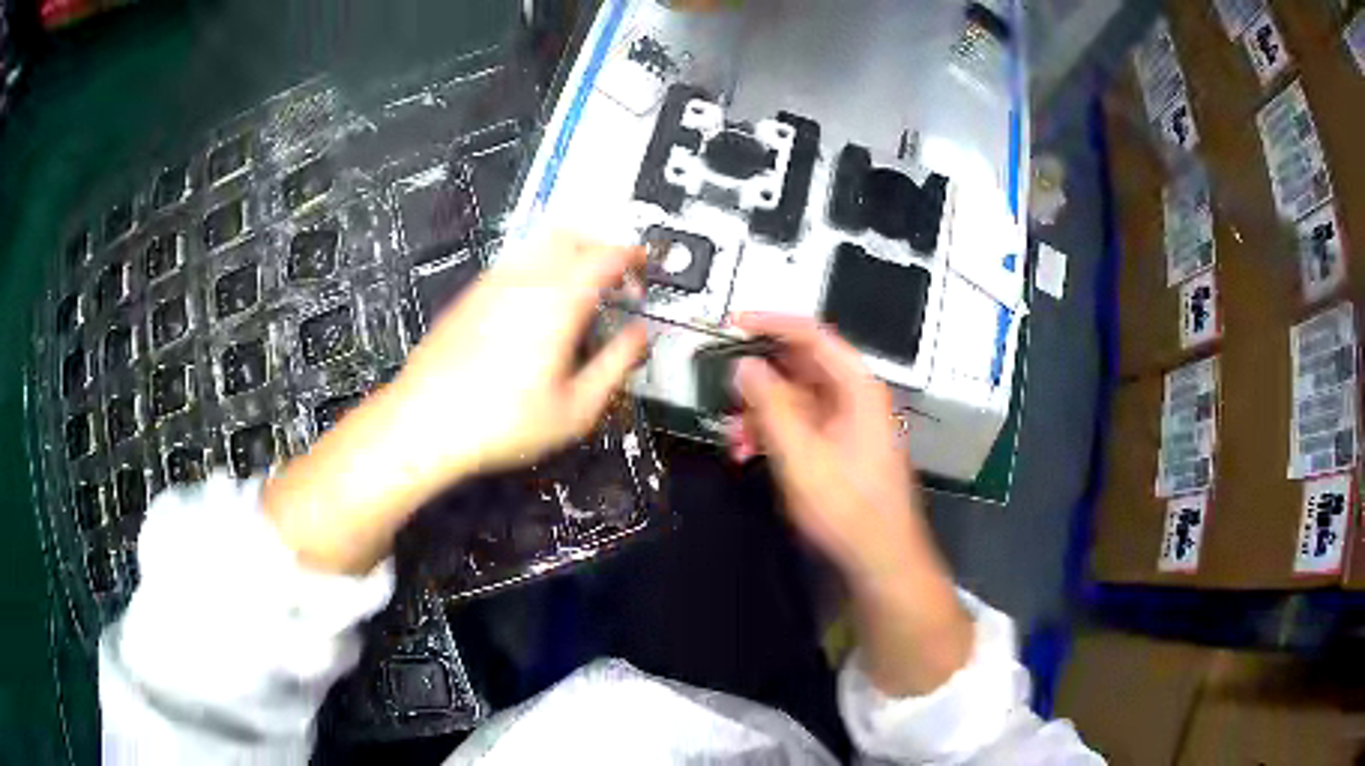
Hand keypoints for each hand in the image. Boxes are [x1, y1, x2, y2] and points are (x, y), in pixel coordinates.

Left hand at [263, 235, 646, 574]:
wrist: (424, 421)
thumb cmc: (500, 422)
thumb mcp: (575, 409)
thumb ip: (615, 366)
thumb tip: (639, 338)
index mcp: (558, 299)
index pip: (607, 254)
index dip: (633, 256)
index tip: (644, 268)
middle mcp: (525, 277)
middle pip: (572, 233)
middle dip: (601, 246)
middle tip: (616, 277)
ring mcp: (492, 282)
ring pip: (539, 243)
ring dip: (569, 254)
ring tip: (580, 292)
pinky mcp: (470, 294)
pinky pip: (514, 262)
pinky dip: (539, 268)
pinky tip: (537, 307)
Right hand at [730, 313, 971, 695]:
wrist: (880, 558)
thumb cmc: (846, 506)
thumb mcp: (800, 454)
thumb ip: (770, 405)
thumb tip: (745, 366)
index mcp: (857, 387)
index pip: (812, 334)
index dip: (771, 323)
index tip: (732, 324)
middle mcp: (856, 397)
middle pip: (801, 367)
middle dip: (759, 381)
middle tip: (724, 392)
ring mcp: (849, 423)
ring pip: (797, 400)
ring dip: (761, 413)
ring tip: (734, 439)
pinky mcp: (841, 448)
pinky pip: (802, 426)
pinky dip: (774, 434)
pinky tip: (749, 454)